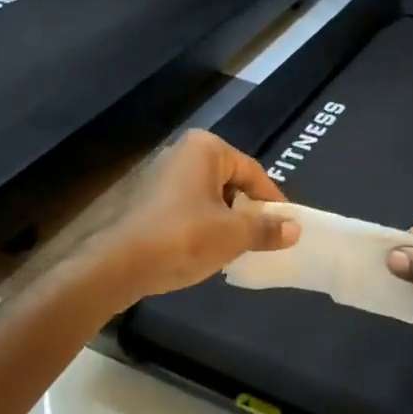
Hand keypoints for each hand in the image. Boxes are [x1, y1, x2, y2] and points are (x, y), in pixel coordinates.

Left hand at [86, 131, 299, 302]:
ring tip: (237, 248)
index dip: (272, 201)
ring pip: (209, 197)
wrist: (118, 265)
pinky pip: (187, 207)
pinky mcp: (146, 199)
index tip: (287, 226)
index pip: (253, 172)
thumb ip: (266, 228)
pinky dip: (202, 225)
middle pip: (230, 182)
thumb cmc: (183, 238)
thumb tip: (294, 228)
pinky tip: (206, 250)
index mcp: (206, 148)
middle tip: (263, 238)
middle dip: (247, 210)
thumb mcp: (233, 235)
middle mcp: (182, 152)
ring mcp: (160, 175)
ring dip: (225, 220)